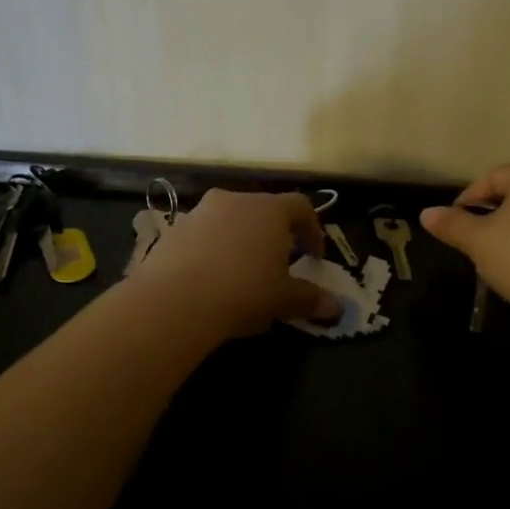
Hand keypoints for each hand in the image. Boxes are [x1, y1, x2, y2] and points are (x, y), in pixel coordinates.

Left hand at [135, 190, 341, 337]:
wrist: (175, 299)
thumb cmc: (244, 291)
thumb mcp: (284, 299)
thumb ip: (310, 298)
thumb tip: (336, 308)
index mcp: (270, 209)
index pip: (301, 207)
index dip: (312, 230)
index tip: (314, 257)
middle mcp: (235, 200)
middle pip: (262, 210)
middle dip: (273, 234)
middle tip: (278, 264)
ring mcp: (200, 212)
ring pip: (229, 221)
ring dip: (239, 240)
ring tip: (241, 273)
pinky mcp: (173, 229)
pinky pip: (201, 235)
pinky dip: (211, 250)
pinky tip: (209, 279)